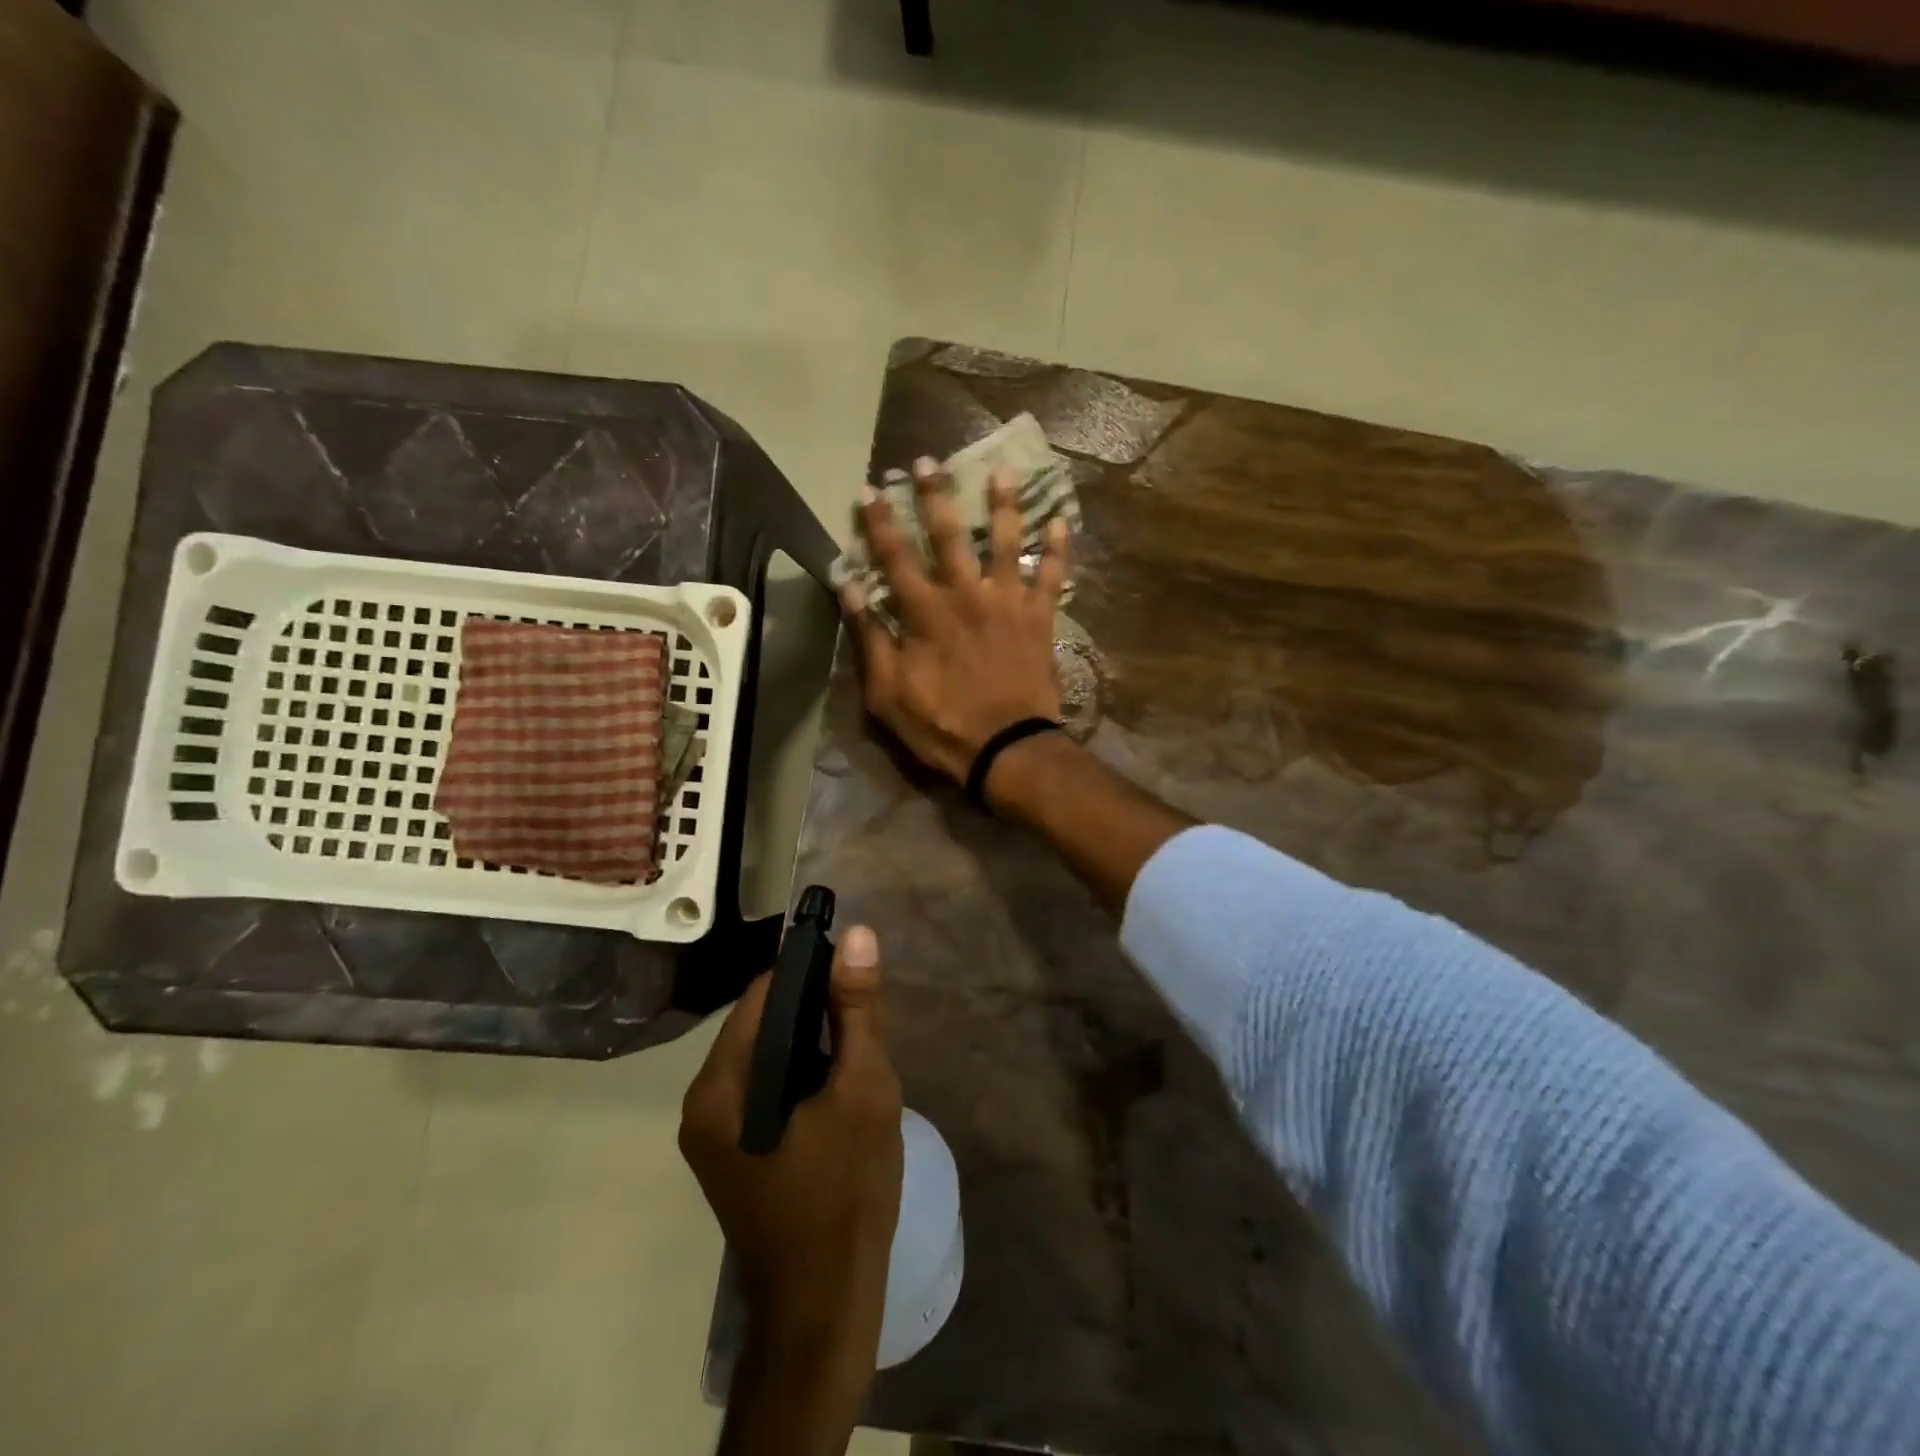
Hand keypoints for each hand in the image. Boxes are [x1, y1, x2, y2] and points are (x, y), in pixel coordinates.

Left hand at [679, 926, 903, 1404]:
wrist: (824, 1305)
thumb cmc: (845, 1193)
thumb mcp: (862, 1090)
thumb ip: (857, 1010)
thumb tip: (857, 934)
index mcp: (720, 1085)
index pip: (762, 993)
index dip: (811, 974)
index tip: (855, 981)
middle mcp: (702, 1102)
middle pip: (760, 1023)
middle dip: (814, 1014)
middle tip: (863, 1029)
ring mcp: (711, 1132)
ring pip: (765, 1056)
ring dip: (810, 1046)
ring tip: (855, 1057)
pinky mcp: (729, 1153)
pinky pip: (763, 1089)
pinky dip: (799, 1077)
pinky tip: (835, 1093)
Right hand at [842, 458, 1069, 783]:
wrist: (1006, 749)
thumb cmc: (941, 726)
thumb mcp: (887, 693)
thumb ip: (870, 637)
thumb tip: (849, 587)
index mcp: (925, 613)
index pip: (894, 557)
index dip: (879, 522)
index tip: (869, 490)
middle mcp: (966, 595)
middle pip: (949, 535)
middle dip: (935, 495)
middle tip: (929, 462)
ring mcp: (1008, 603)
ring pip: (1006, 542)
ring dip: (1004, 505)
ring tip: (1003, 472)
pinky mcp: (1040, 618)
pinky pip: (1052, 577)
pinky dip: (1058, 549)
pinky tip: (1062, 521)